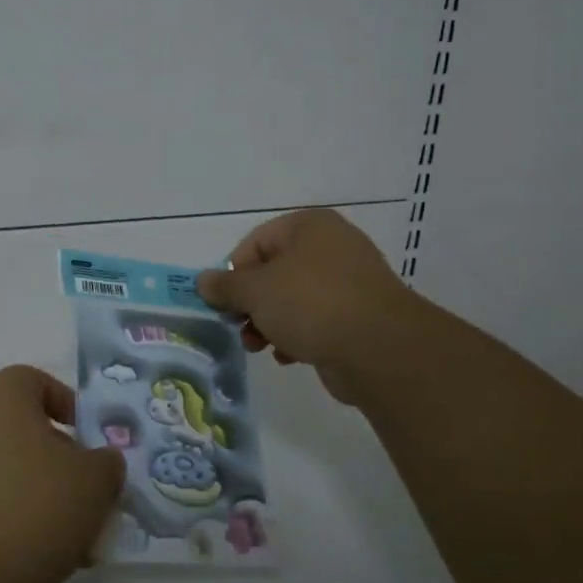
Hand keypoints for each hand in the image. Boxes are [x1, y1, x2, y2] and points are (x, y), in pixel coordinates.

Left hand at [0, 366, 125, 582]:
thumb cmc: (30, 509)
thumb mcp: (94, 483)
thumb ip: (107, 463)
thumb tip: (100, 462)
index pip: (39, 383)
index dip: (70, 410)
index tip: (91, 445)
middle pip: (20, 426)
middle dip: (55, 458)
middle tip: (82, 496)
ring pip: (0, 465)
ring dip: (31, 490)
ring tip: (62, 535)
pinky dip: (1, 513)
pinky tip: (26, 552)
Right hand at [196, 209, 416, 403]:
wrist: (380, 349)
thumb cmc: (310, 304)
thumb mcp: (255, 291)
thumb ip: (224, 285)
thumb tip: (202, 282)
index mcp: (309, 227)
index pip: (255, 243)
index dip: (233, 273)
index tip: (223, 302)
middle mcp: (332, 247)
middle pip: (274, 272)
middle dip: (251, 303)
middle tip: (238, 326)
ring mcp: (350, 282)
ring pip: (293, 299)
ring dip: (269, 323)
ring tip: (260, 346)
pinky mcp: (360, 316)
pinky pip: (316, 320)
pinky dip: (297, 335)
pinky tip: (289, 356)